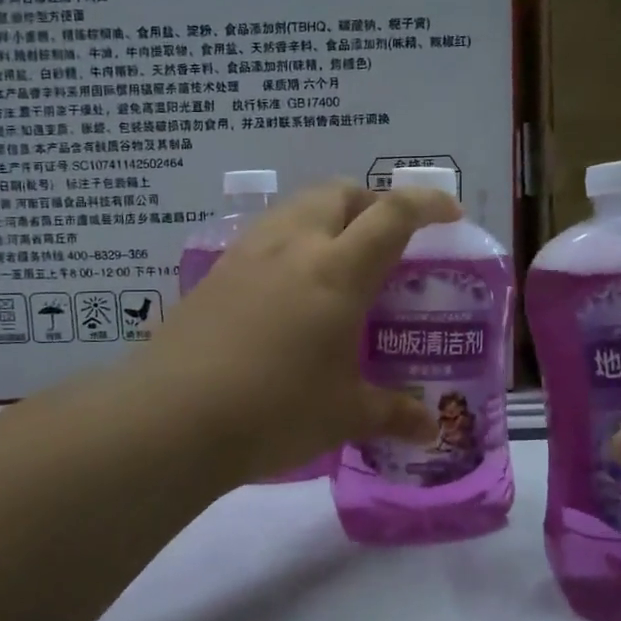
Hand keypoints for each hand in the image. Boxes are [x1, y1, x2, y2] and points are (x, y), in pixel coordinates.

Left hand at [140, 180, 460, 484]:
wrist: (172, 416)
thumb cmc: (274, 410)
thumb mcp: (343, 414)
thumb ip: (392, 413)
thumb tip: (430, 428)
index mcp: (338, 270)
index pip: (393, 214)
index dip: (427, 203)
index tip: (449, 214)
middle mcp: (294, 245)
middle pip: (340, 192)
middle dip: (372, 201)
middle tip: (387, 238)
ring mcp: (249, 253)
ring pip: (298, 206)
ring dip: (328, 215)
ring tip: (338, 258)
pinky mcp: (216, 271)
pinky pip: (265, 234)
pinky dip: (291, 239)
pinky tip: (288, 286)